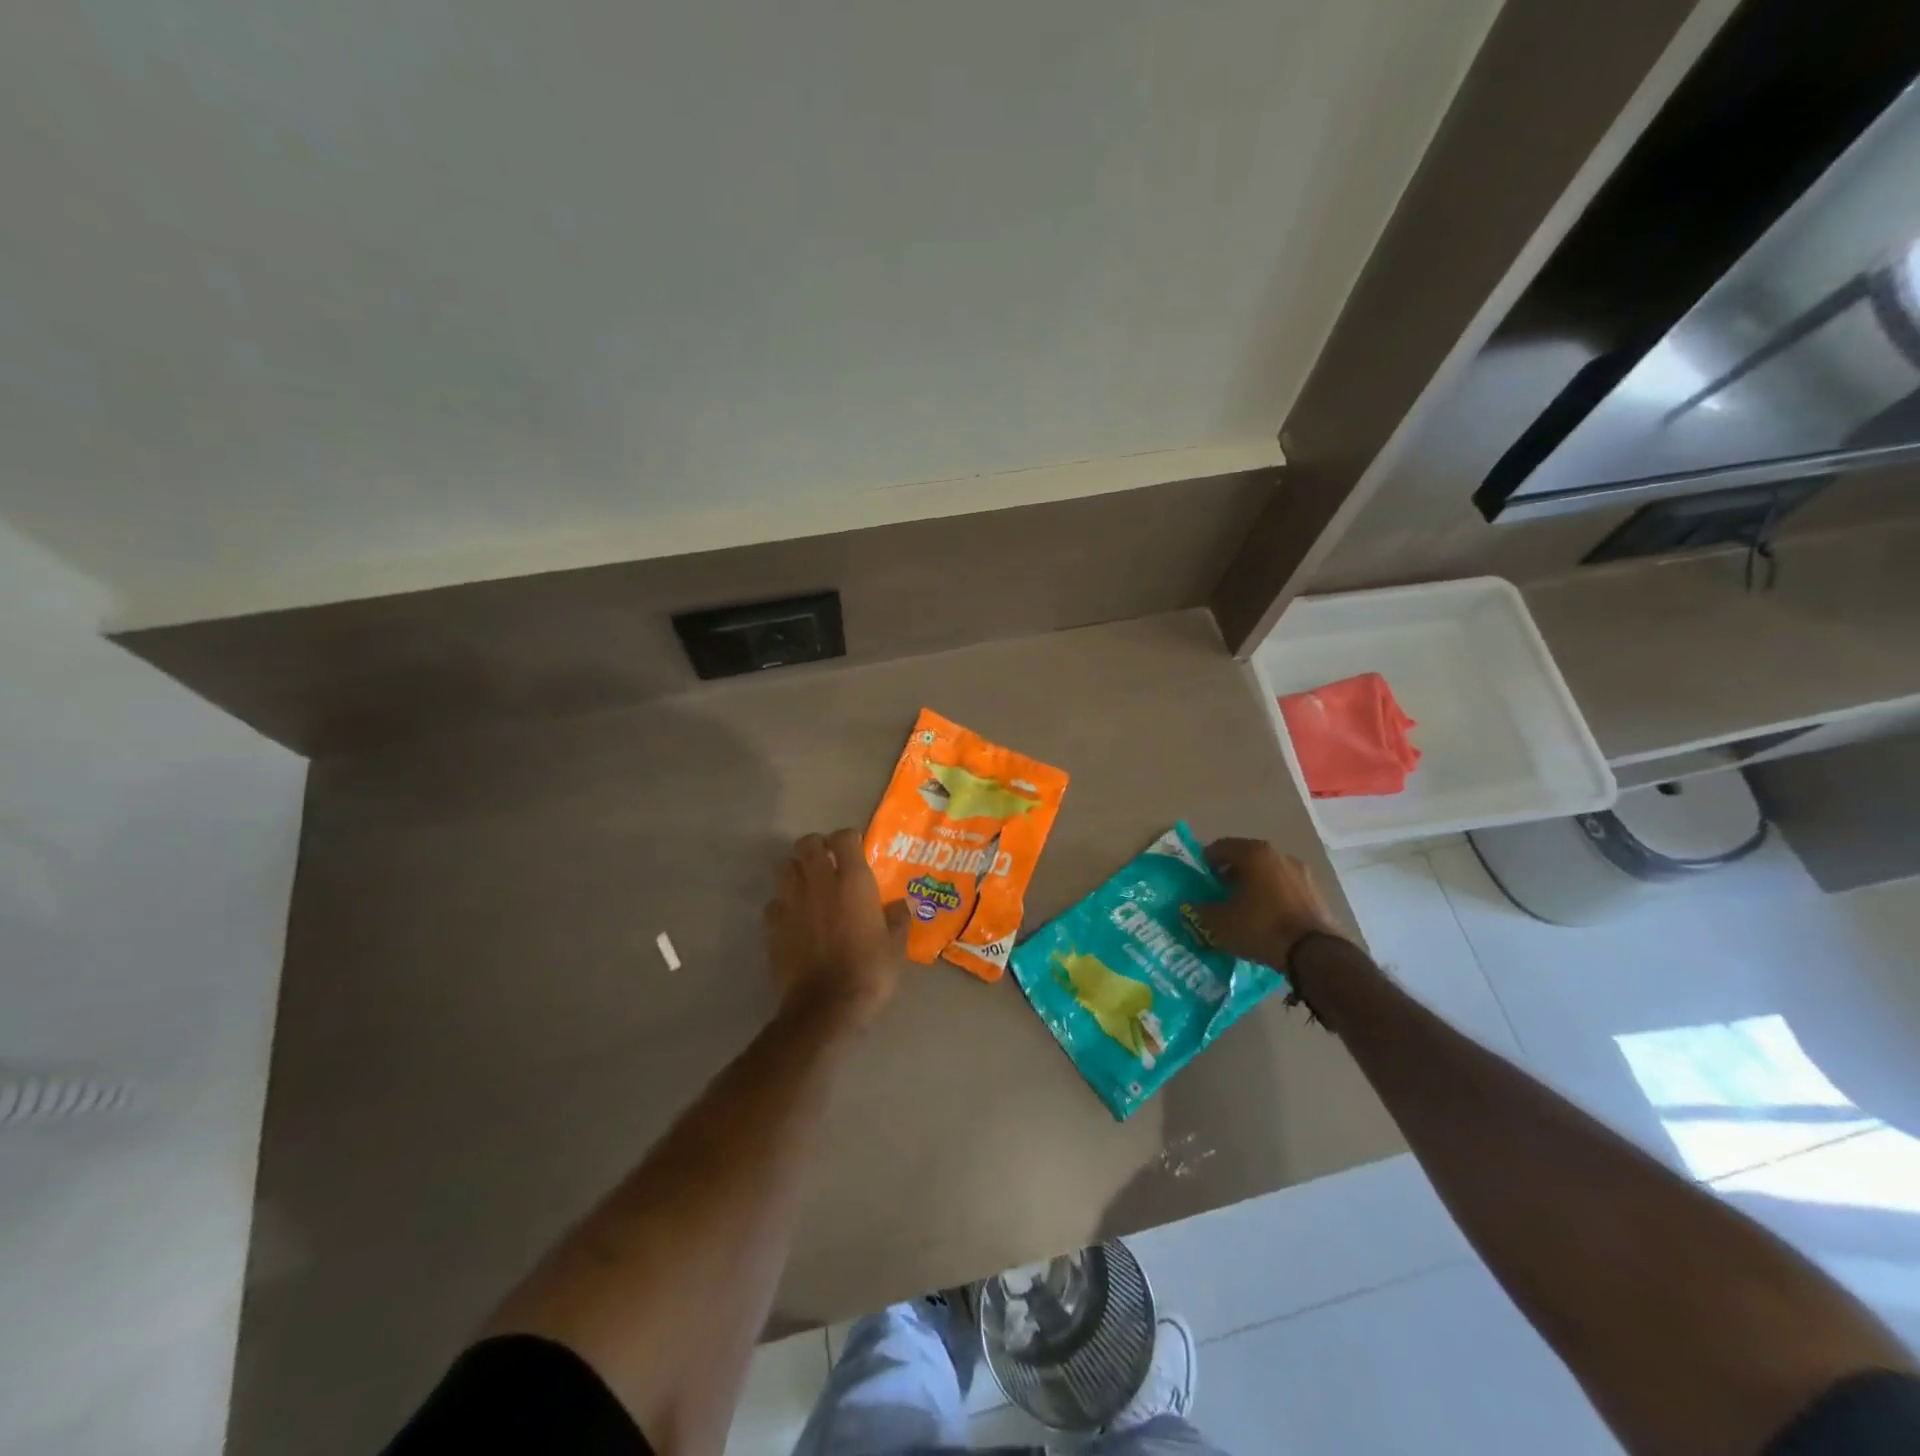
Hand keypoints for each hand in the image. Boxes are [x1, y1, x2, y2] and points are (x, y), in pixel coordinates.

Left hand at [763, 828, 907, 1027]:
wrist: (826, 1007)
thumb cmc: (868, 971)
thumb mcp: (895, 946)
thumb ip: (897, 918)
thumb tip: (900, 904)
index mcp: (852, 881)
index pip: (844, 837)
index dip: (849, 839)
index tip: (856, 850)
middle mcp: (819, 882)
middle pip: (807, 843)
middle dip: (817, 847)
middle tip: (829, 862)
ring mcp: (791, 902)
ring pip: (785, 867)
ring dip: (797, 870)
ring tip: (809, 885)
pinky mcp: (773, 925)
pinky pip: (774, 901)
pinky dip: (783, 903)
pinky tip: (795, 918)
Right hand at [1194, 837, 1344, 968]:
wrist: (1315, 954)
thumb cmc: (1261, 927)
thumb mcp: (1219, 923)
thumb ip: (1199, 910)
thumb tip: (1190, 906)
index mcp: (1254, 854)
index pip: (1221, 846)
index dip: (1205, 861)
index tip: (1198, 877)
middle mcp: (1280, 856)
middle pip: (1246, 858)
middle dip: (1229, 873)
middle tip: (1217, 892)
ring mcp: (1302, 874)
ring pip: (1268, 873)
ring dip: (1252, 885)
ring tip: (1241, 908)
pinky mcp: (1317, 894)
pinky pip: (1285, 889)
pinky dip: (1272, 897)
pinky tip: (1265, 918)